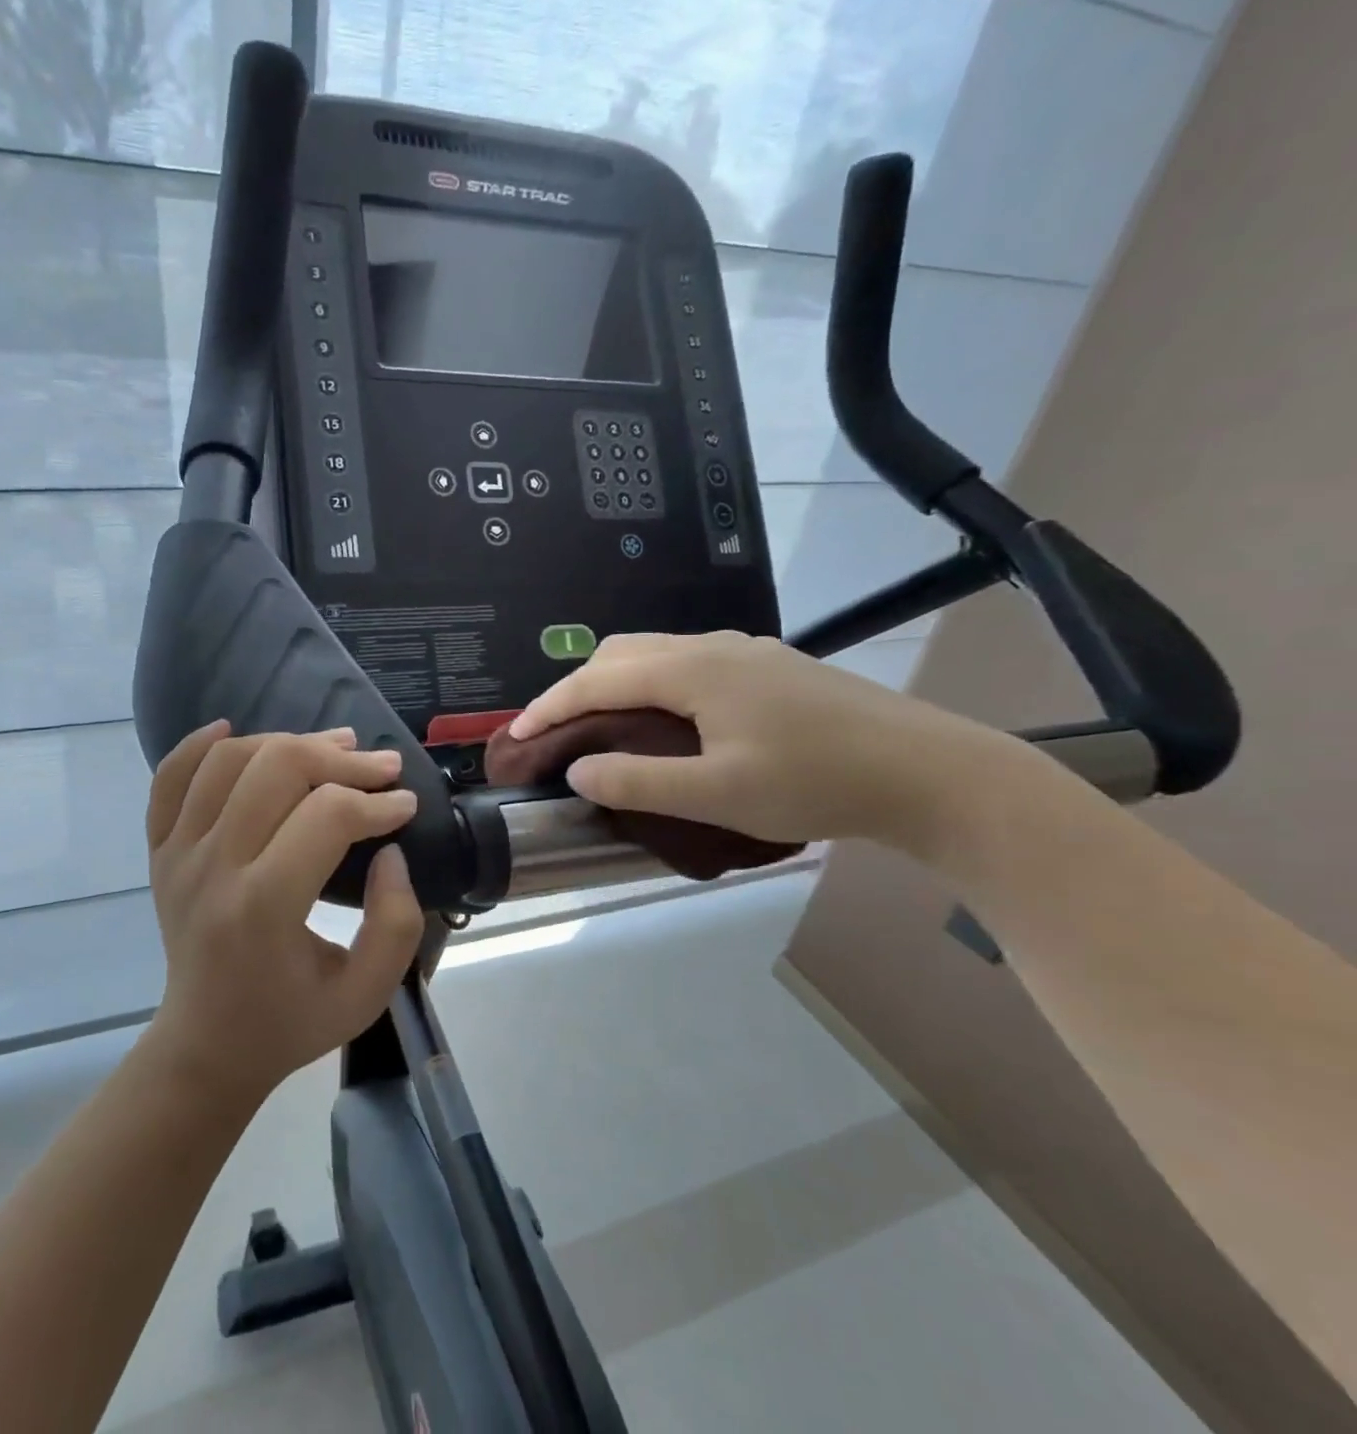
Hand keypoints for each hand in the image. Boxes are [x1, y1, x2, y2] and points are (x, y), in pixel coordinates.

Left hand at [144, 722, 423, 1103]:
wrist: (207, 1045)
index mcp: (264, 908)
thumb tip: (390, 850)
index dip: (377, 802)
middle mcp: (213, 869)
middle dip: (340, 758)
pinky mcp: (160, 851)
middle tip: (380, 767)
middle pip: (277, 769)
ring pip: (228, 760)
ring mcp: (178, 855)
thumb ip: (396, 924)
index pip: (327, 816)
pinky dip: (198, 746)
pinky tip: (233, 730)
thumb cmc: (292, 1022)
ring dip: (287, 741)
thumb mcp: (367, 994)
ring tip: (332, 746)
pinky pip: (169, 779)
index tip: (405, 806)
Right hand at [508, 632, 1012, 849]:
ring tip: (601, 729)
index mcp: (691, 669)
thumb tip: (576, 770)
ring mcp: (746, 651)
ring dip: (615, 686)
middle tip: (556, 735)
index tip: (514, 736)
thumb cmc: (815, 783)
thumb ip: (636, 782)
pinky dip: (651, 686)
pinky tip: (666, 721)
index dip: (548, 707)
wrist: (927, 772)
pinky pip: (687, 663)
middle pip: (620, 654)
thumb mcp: (717, 794)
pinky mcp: (769, 667)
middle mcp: (712, 646)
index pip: (596, 680)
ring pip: (656, 654)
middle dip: (576, 690)